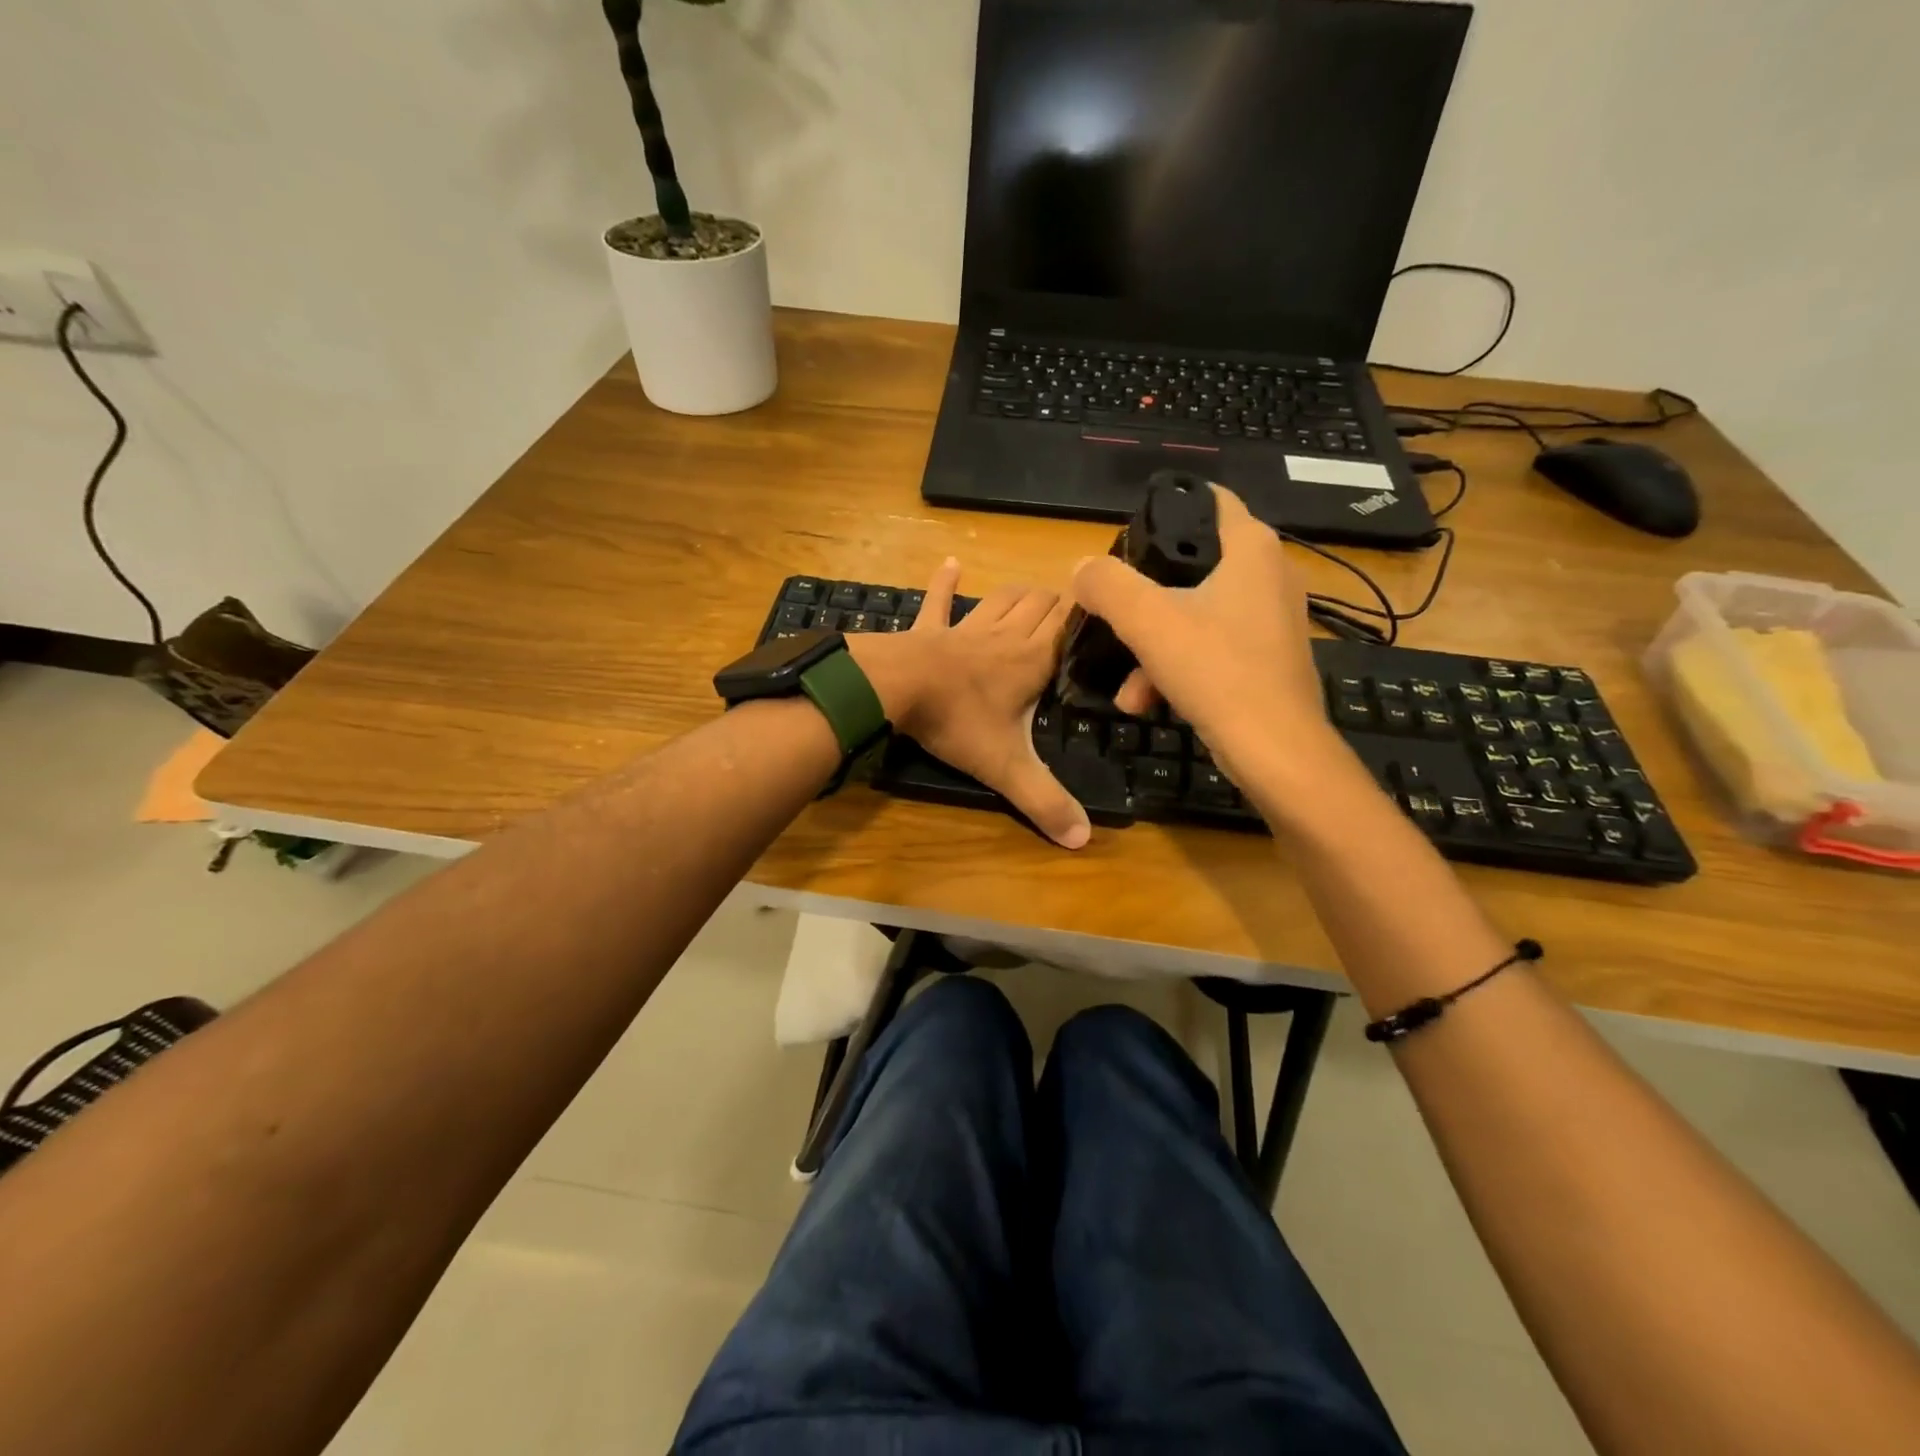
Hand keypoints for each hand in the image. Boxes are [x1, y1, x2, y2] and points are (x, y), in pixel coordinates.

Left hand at [848, 560, 1090, 849]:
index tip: (1106, 610)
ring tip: (1034, 593)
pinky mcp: (928, 629)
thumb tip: (1084, 840)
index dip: (1088, 615)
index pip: (1069, 626)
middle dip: (1058, 604)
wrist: (894, 688)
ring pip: (1001, 598)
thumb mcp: (1005, 767)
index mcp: (1030, 660)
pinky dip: (945, 584)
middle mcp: (1004, 636)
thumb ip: (1044, 801)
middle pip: (1040, 605)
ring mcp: (964, 628)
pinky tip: (950, 564)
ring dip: (1018, 594)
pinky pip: (938, 601)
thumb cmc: (956, 721)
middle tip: (1071, 611)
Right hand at [1071, 485, 1343, 787]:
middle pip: (1192, 565)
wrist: (1275, 751)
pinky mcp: (1265, 659)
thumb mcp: (1148, 620)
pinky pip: (1209, 649)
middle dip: (1145, 595)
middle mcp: (1268, 575)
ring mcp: (1269, 621)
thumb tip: (1082, 569)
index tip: (1126, 537)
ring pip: (1194, 615)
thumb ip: (1108, 585)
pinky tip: (1145, 701)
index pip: (1208, 500)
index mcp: (1251, 549)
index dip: (1165, 509)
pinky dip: (1175, 669)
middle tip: (1114, 611)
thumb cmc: (1216, 670)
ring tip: (1126, 686)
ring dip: (1152, 646)